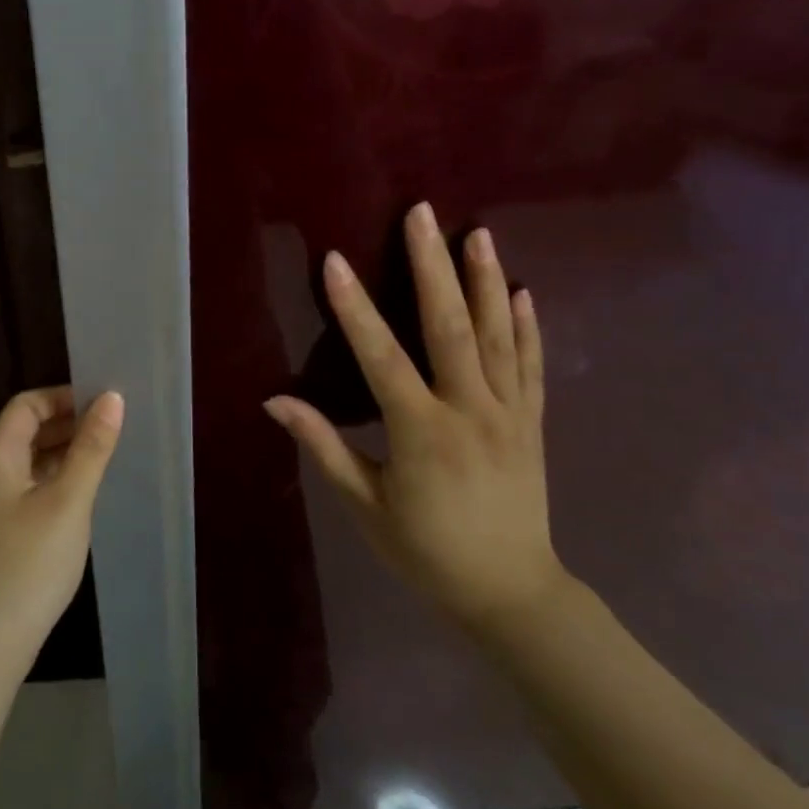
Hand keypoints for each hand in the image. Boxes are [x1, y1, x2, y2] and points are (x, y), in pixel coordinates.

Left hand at [0, 385, 124, 672]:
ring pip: (33, 460)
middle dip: (68, 422)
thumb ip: (91, 448)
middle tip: (113, 426)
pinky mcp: (6, 531)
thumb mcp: (68, 500)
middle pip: (28, 430)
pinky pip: (34, 487)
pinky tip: (87, 492)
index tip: (102, 403)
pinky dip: (59, 479)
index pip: (26, 405)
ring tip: (107, 454)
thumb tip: (111, 398)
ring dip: (66, 451)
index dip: (62, 397)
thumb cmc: (30, 562)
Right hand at [264, 202, 562, 628]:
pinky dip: (528, 327)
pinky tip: (522, 291)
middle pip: (450, 328)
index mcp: (421, 433)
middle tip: (423, 215)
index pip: (382, 358)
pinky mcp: (533, 424)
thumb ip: (324, 446)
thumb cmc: (425, 551)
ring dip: (486, 281)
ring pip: (498, 337)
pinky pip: (532, 367)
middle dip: (433, 267)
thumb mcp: (364, 505)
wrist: (510, 593)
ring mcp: (509, 415)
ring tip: (477, 233)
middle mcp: (470, 412)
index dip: (356, 308)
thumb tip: (275, 400)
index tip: (337, 262)